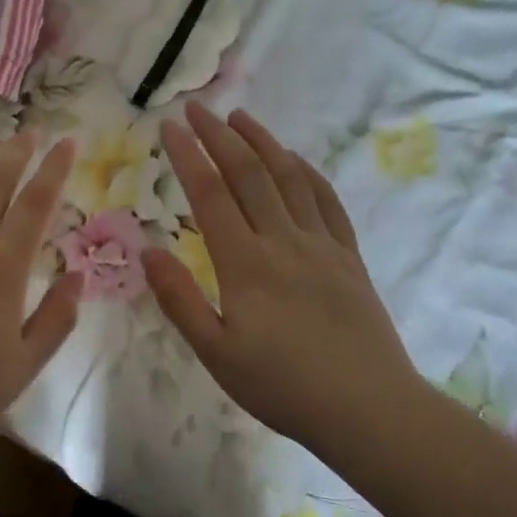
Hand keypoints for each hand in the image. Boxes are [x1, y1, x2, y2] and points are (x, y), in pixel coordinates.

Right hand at [144, 103, 427, 453]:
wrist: (368, 408)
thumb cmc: (283, 387)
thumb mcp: (217, 354)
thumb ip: (180, 300)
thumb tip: (147, 251)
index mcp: (245, 263)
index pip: (210, 194)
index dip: (187, 156)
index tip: (169, 126)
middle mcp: (283, 241)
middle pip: (248, 174)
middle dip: (219, 136)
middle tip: (197, 108)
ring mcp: (321, 244)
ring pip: (289, 178)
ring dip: (262, 142)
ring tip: (240, 118)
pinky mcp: (348, 256)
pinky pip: (326, 201)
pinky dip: (307, 172)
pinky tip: (295, 160)